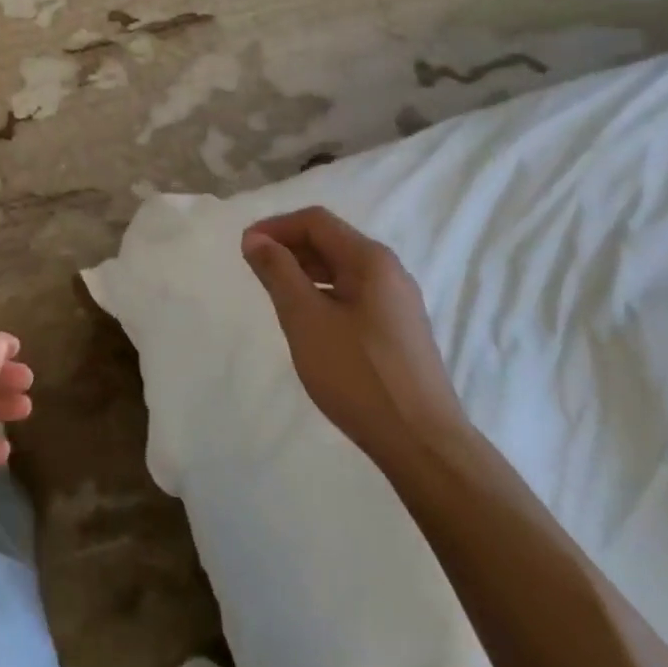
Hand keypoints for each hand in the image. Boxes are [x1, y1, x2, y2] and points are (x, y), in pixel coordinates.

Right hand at [242, 207, 462, 469]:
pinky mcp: (399, 331)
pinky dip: (324, 294)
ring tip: (276, 294)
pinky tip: (309, 322)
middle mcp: (389, 271)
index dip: (276, 227)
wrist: (422, 444)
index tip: (245, 248)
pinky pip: (354, 295)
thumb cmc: (358, 375)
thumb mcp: (306, 319)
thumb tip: (256, 238)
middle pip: (331, 241)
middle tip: (255, 270)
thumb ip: (279, 273)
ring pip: (343, 270)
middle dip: (290, 247)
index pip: (316, 221)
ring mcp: (398, 302)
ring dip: (305, 272)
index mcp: (370, 260)